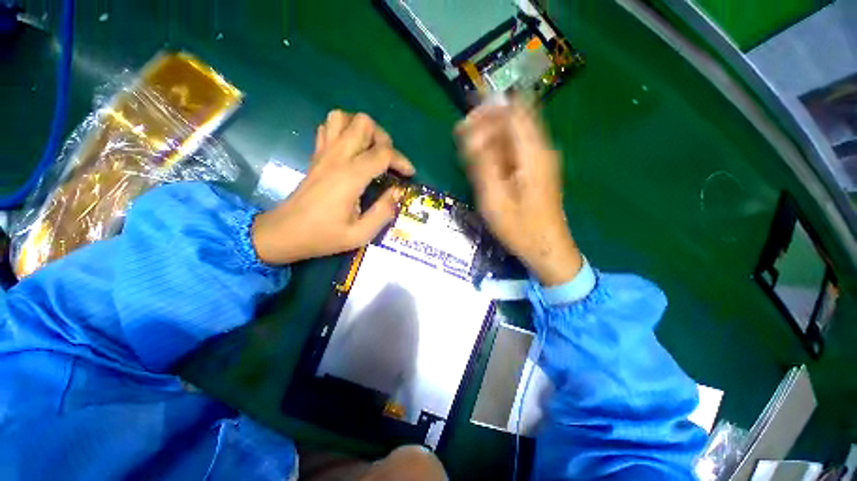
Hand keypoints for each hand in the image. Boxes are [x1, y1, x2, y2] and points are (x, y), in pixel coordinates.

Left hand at [252, 111, 414, 264]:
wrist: (283, 233)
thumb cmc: (323, 236)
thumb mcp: (360, 234)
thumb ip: (383, 212)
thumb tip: (397, 192)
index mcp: (350, 176)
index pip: (383, 153)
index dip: (401, 161)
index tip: (409, 174)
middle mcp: (337, 157)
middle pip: (363, 123)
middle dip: (383, 138)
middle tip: (388, 161)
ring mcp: (323, 153)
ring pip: (343, 117)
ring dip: (362, 129)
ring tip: (370, 151)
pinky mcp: (316, 156)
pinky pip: (328, 127)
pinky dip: (344, 131)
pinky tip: (351, 150)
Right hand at [456, 102, 581, 285]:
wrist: (546, 248)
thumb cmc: (519, 228)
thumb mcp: (494, 198)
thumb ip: (483, 164)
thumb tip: (472, 134)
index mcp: (533, 153)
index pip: (514, 110)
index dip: (489, 110)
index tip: (465, 122)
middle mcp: (541, 149)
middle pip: (514, 119)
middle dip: (486, 123)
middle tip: (462, 139)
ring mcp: (540, 160)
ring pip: (514, 134)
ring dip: (490, 137)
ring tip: (468, 153)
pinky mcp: (537, 170)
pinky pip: (515, 150)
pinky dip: (498, 150)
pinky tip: (484, 164)